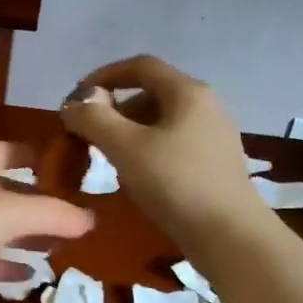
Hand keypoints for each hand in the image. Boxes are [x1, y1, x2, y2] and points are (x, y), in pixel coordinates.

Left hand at [0, 142, 95, 302]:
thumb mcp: (12, 213)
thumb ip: (53, 215)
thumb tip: (91, 219)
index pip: (2, 151)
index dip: (27, 152)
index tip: (54, 160)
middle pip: (0, 192)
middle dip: (31, 201)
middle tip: (65, 213)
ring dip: (21, 237)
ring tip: (55, 246)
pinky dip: (4, 265)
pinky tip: (28, 276)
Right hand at [60, 56, 264, 245]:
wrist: (229, 236)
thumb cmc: (175, 183)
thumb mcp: (125, 147)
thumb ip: (94, 119)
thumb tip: (73, 102)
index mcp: (187, 92)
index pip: (141, 66)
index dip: (104, 75)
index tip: (77, 97)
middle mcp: (205, 106)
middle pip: (151, 94)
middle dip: (115, 110)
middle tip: (89, 135)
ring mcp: (214, 136)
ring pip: (161, 122)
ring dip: (129, 133)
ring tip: (108, 159)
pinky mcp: (215, 164)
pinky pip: (173, 145)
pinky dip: (148, 151)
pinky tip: (137, 178)